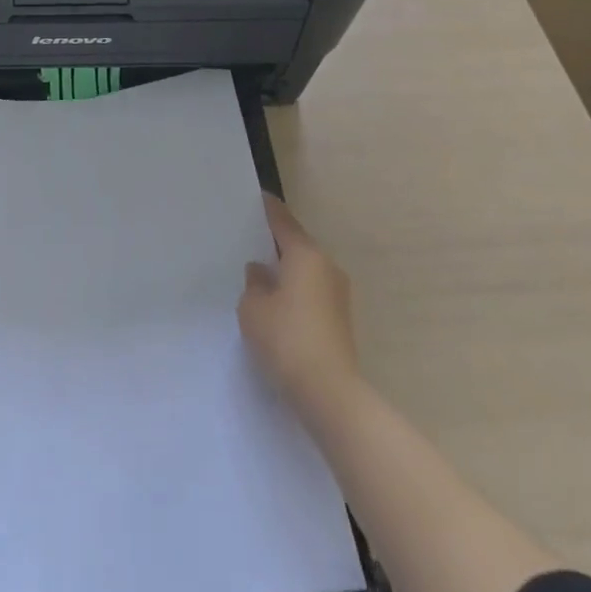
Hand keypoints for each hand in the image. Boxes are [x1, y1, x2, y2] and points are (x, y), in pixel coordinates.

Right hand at [238, 195, 360, 422]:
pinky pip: (312, 293)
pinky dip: (295, 292)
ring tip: (260, 275)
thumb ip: (253, 284)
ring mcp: (338, 294)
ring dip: (287, 271)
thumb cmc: (287, 339)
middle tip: (250, 240)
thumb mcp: (253, 308)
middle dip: (276, 243)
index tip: (256, 198)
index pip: (283, 221)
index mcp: (305, 254)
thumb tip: (261, 272)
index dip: (268, 209)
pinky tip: (277, 305)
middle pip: (297, 245)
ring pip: (306, 271)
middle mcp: (326, 266)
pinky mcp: (340, 321)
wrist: (330, 394)